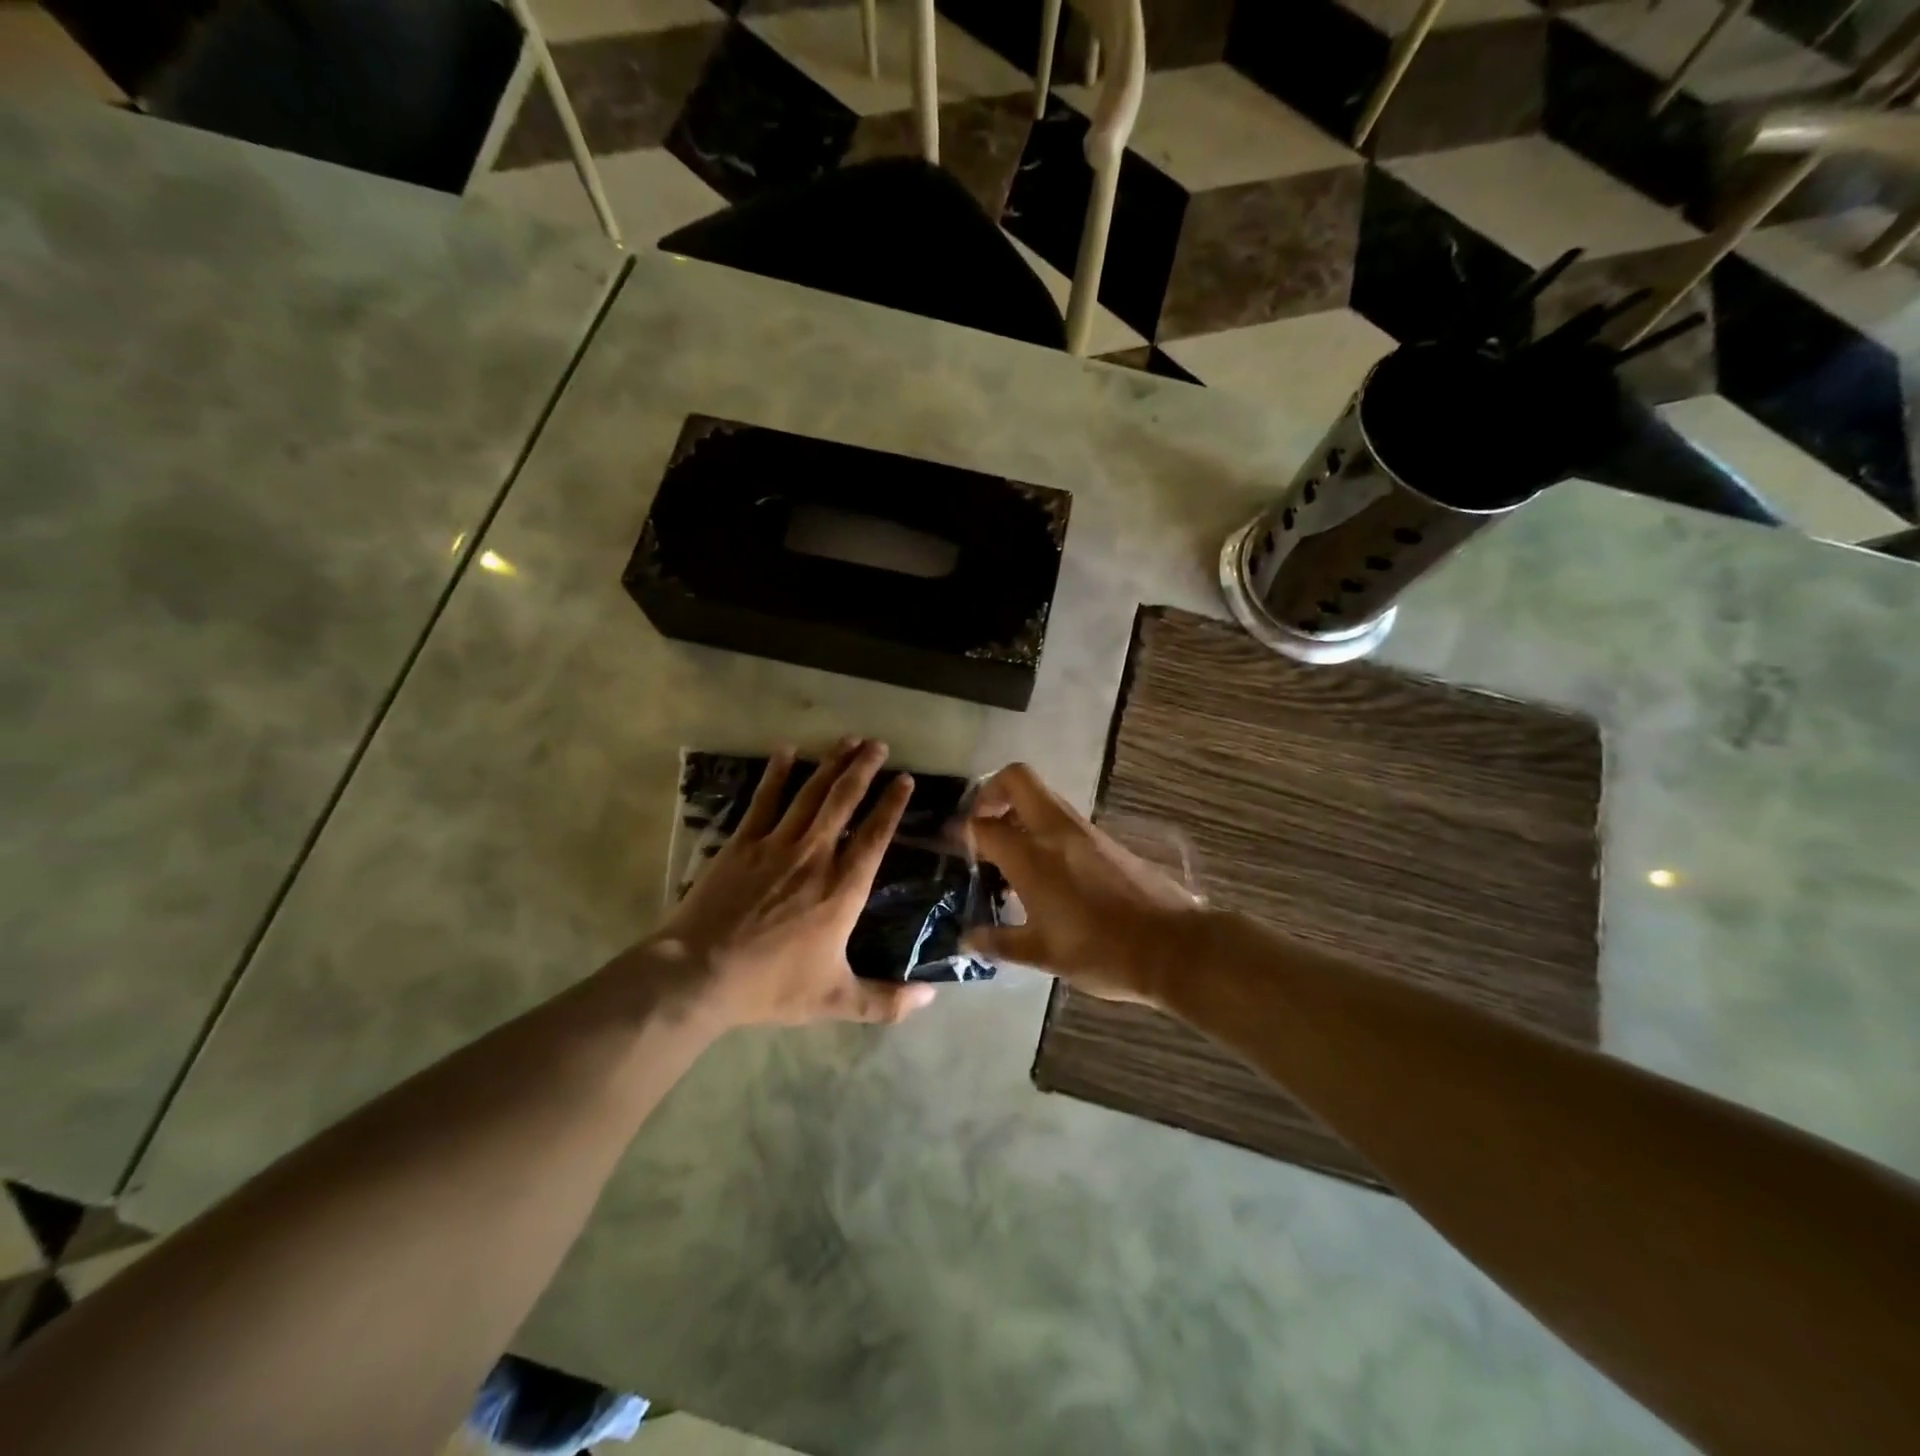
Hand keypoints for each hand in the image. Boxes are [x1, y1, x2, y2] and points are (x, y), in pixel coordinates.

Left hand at [650, 737, 937, 1028]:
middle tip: (878, 744)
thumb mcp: (834, 1000)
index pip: (875, 836)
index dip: (892, 805)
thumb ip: (885, 1001)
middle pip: (844, 801)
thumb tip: (931, 1000)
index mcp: (842, 889)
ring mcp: (776, 845)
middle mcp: (815, 856)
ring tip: (848, 740)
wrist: (699, 974)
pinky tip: (786, 751)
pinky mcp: (742, 844)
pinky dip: (776, 774)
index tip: (905, 779)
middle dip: (864, 769)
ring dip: (831, 763)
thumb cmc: (770, 985)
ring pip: (810, 793)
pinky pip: (763, 800)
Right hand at [963, 763, 1205, 1005]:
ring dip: (1019, 809)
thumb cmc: (1099, 951)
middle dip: (991, 790)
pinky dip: (1043, 826)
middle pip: (1017, 779)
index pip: (983, 826)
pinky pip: (1063, 817)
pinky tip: (1044, 868)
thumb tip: (967, 939)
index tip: (950, 842)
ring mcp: (1084, 831)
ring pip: (1042, 795)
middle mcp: (1055, 831)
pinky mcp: (1105, 839)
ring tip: (1008, 850)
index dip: (961, 830)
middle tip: (982, 822)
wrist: (1170, 946)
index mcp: (1031, 857)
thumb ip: (999, 942)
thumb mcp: (1042, 954)